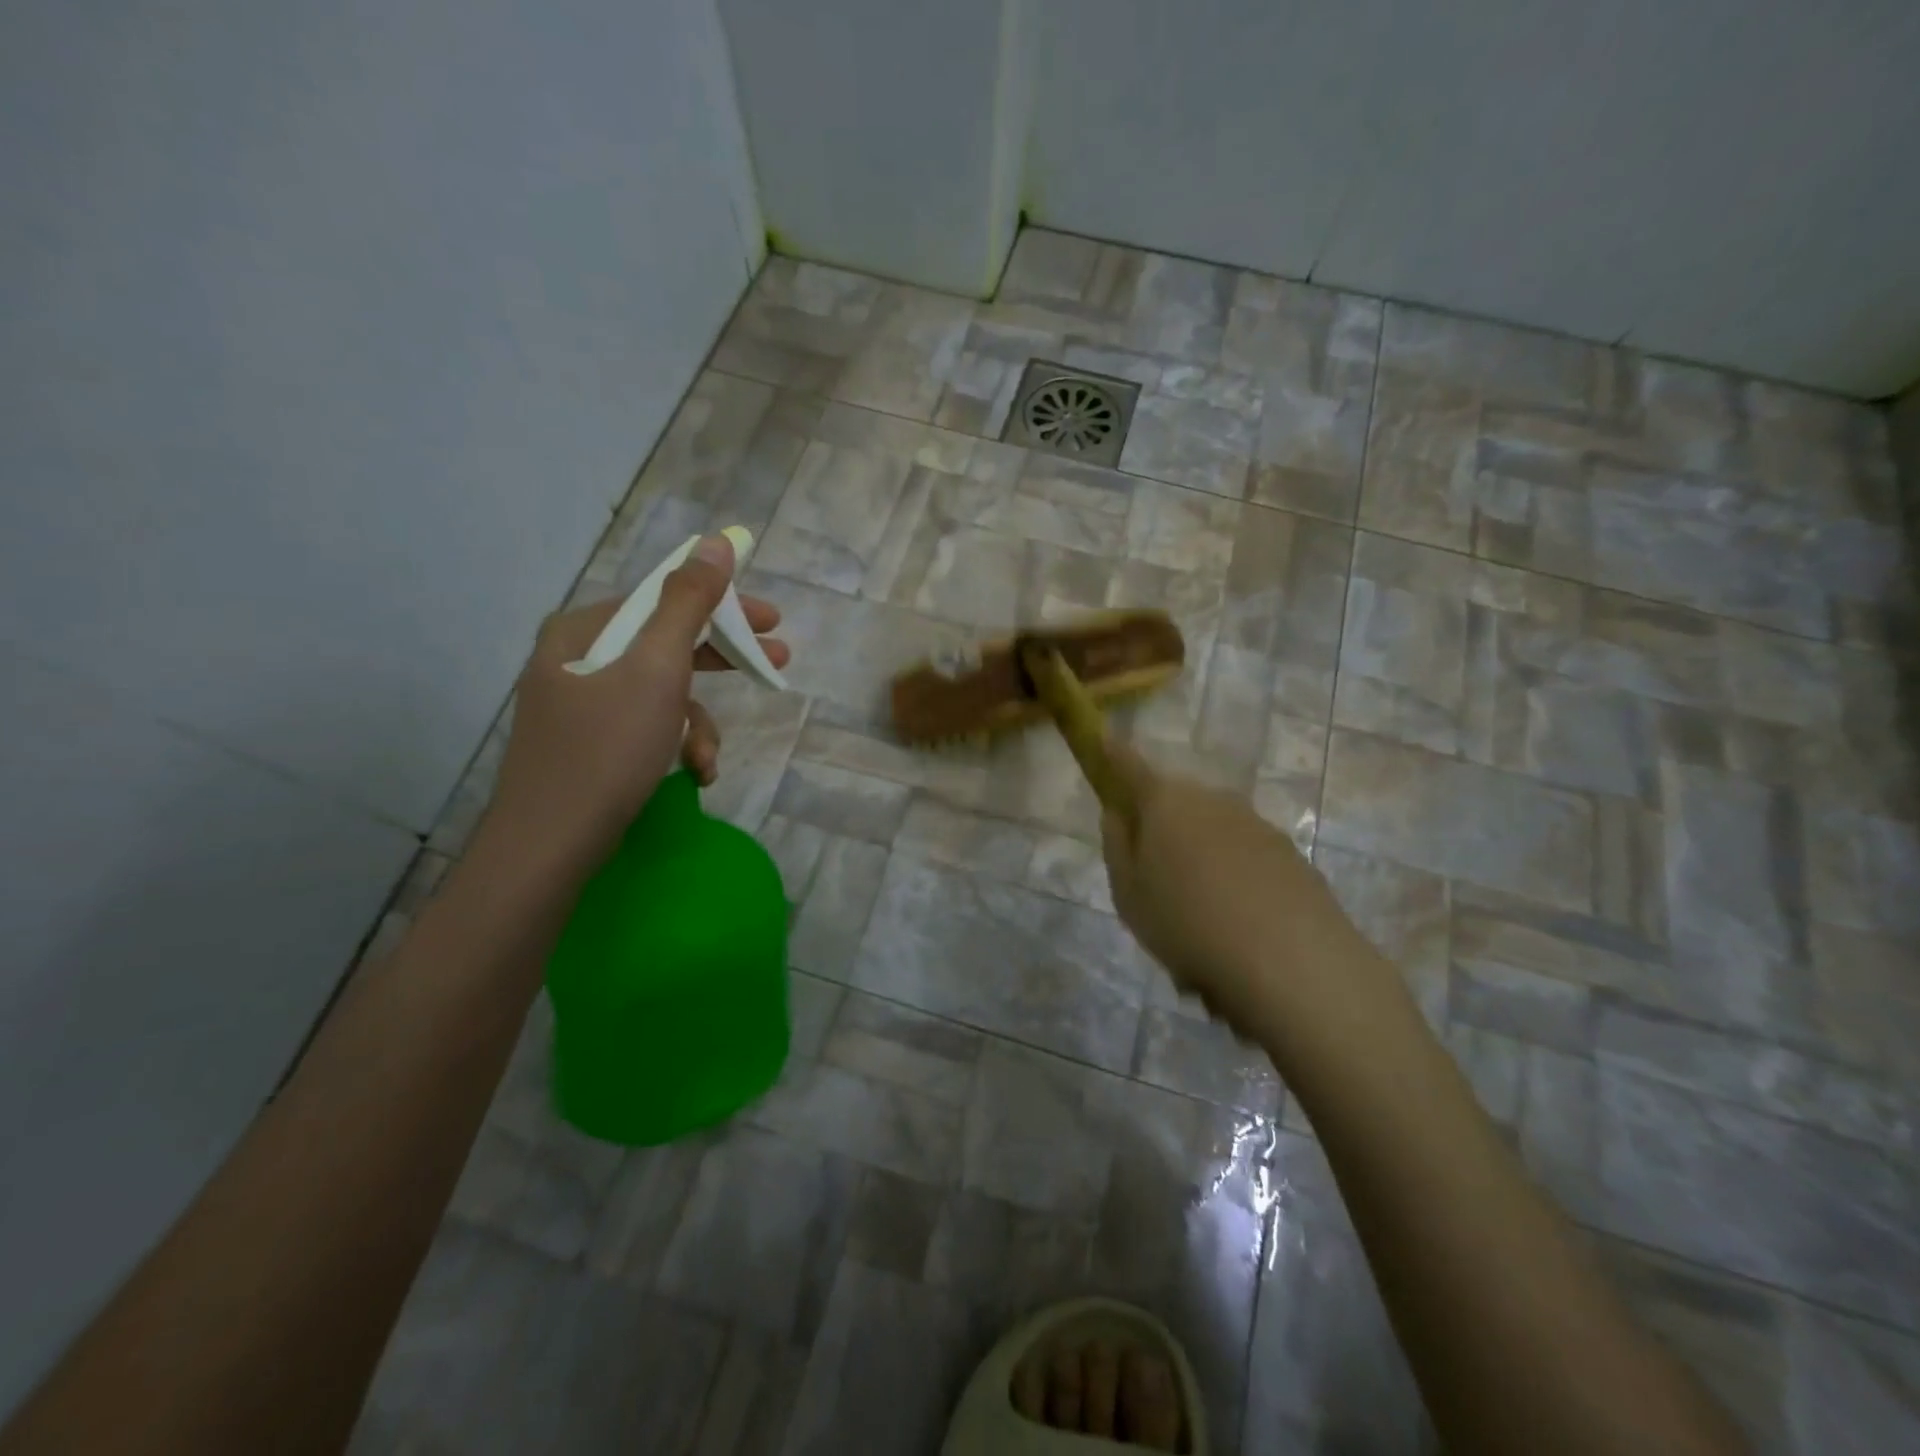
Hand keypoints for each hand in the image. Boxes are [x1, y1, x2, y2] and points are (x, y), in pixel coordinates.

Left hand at [485, 534, 787, 866]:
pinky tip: (692, 774)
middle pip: (666, 643)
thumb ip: (689, 602)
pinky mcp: (587, 744)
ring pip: (660, 692)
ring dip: (697, 722)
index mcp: (584, 629)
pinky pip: (645, 726)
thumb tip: (716, 542)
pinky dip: (674, 745)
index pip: (665, 598)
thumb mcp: (657, 668)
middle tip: (775, 664)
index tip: (773, 620)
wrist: (549, 845)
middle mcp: (576, 658)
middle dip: (722, 661)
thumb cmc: (607, 748)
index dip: (724, 605)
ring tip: (708, 758)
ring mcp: (579, 704)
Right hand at [1099, 741, 1358, 1035]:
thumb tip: (1118, 813)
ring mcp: (1256, 824)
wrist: (1290, 960)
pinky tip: (1237, 935)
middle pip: (1176, 806)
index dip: (1112, 754)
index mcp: (1165, 802)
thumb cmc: (1187, 922)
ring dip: (1202, 867)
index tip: (1102, 740)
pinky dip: (1235, 886)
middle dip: (1163, 834)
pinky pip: (1246, 862)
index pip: (1129, 765)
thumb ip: (1117, 846)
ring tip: (1200, 929)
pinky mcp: (1290, 855)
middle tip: (1156, 888)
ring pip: (1212, 837)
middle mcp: (1212, 799)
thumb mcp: (1128, 893)